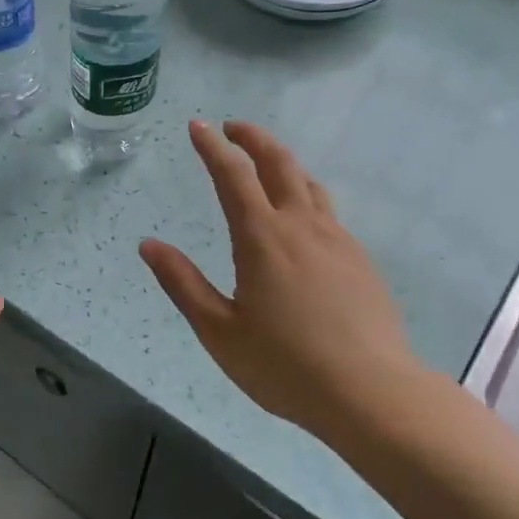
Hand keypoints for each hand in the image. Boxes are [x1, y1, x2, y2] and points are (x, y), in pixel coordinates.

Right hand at [140, 121, 422, 441]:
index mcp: (262, 238)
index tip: (197, 125)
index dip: (212, 147)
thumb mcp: (218, 330)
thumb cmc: (284, 365)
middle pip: (279, 164)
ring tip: (264, 165)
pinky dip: (305, 195)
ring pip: (309, 184)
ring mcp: (337, 241)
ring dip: (283, 163)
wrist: (370, 393)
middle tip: (232, 128)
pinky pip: (328, 212)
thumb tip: (148, 245)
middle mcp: (302, 226)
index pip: (232, 175)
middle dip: (253, 138)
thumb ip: (182, 283)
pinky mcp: (359, 260)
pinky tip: (300, 220)